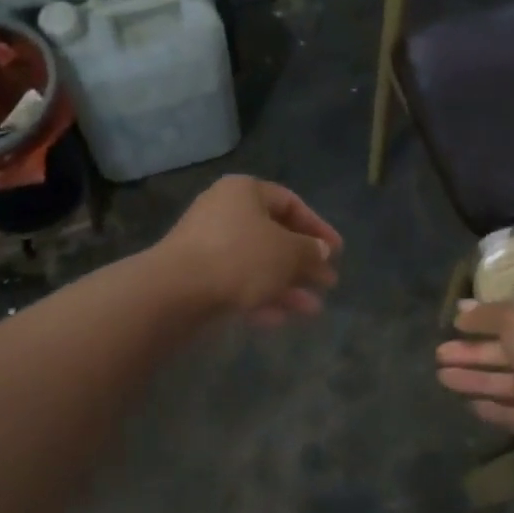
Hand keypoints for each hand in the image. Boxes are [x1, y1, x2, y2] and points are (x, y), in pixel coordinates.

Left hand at [156, 175, 342, 325]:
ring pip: (257, 263)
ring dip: (286, 286)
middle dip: (303, 263)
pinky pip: (237, 282)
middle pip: (274, 236)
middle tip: (328, 283)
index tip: (337, 252)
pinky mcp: (197, 275)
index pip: (291, 203)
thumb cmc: (240, 258)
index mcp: (245, 192)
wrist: (176, 290)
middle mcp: (224, 212)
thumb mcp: (288, 253)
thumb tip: (321, 251)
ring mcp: (207, 245)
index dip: (318, 227)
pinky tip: (278, 319)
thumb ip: (310, 251)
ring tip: (312, 310)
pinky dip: (259, 297)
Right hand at [436, 294, 513, 449]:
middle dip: (473, 353)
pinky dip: (497, 409)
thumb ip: (486, 315)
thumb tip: (460, 309)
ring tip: (442, 378)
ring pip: (512, 383)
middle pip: (510, 351)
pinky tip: (470, 406)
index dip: (485, 319)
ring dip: (477, 380)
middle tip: (439, 354)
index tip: (455, 324)